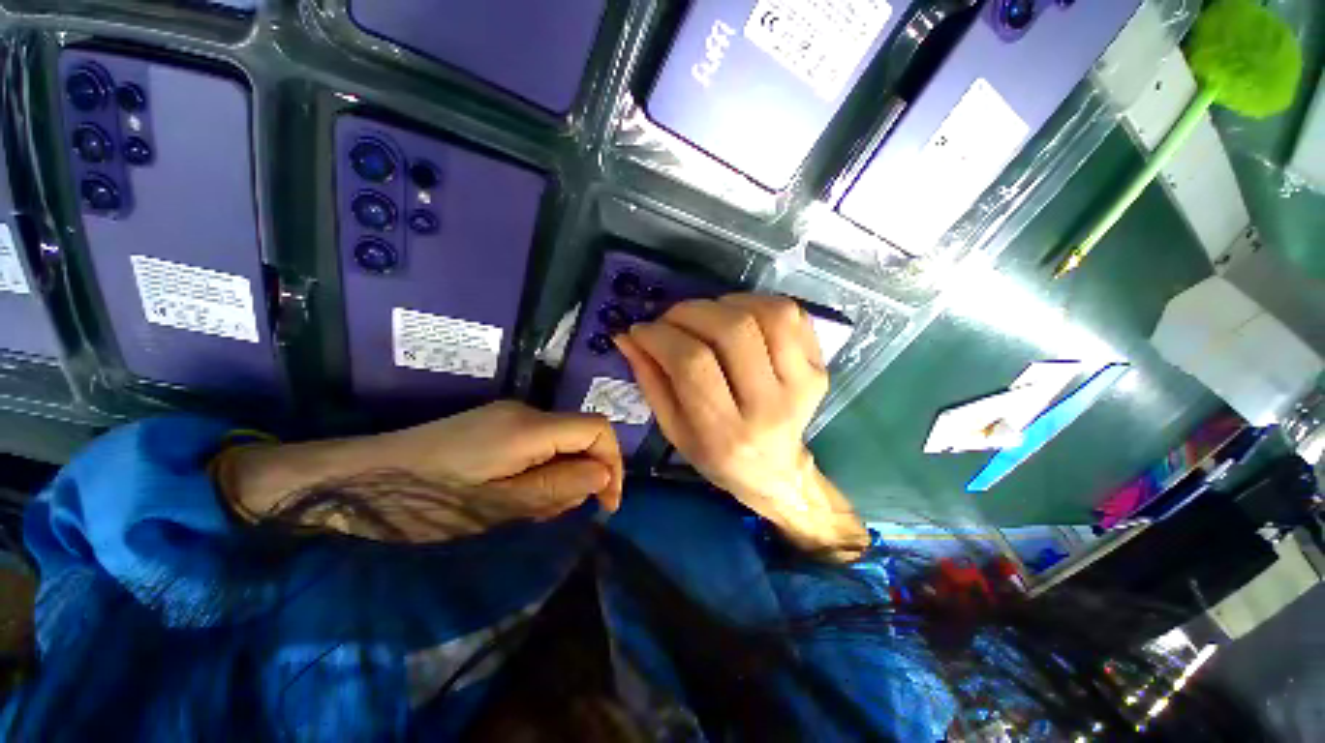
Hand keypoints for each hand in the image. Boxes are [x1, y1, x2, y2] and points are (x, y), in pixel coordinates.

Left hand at [219, 402, 623, 542]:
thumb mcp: (497, 506)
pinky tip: (513, 496)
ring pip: (559, 442)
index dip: (614, 462)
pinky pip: (537, 444)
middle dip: (583, 475)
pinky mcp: (493, 425)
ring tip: (529, 511)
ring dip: (560, 476)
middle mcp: (525, 411)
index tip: (608, 505)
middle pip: (580, 435)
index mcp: (529, 427)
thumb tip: (603, 475)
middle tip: (555, 515)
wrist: (353, 480)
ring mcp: (507, 415)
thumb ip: (557, 487)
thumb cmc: (424, 501)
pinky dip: (541, 470)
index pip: (598, 428)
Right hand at [615, 294, 868, 560]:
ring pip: (767, 314)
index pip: (692, 365)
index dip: (661, 337)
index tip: (641, 330)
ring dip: (725, 303)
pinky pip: (791, 314)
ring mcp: (802, 384)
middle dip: (690, 312)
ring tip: (705, 316)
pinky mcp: (818, 367)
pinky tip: (738, 316)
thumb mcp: (674, 430)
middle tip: (670, 318)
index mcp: (726, 434)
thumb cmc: (716, 457)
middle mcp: (769, 407)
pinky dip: (757, 303)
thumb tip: (627, 336)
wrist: (776, 470)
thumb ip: (650, 381)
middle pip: (732, 331)